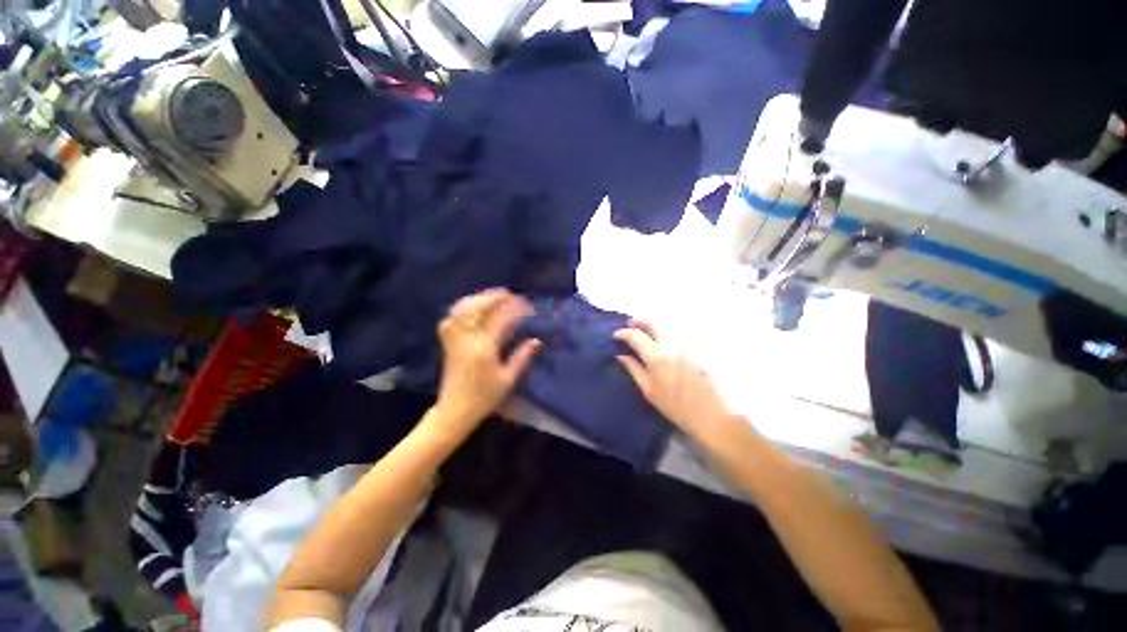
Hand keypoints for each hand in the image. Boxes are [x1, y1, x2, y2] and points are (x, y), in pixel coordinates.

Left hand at [432, 288, 541, 435]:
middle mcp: (467, 340)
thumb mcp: (508, 379)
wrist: (455, 411)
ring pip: (462, 309)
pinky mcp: (448, 342)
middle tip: (510, 294)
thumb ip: (522, 357)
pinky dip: (463, 307)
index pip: (500, 319)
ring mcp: (454, 339)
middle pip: (477, 308)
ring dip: (478, 299)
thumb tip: (536, 340)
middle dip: (494, 297)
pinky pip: (452, 318)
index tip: (528, 306)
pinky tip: (473, 307)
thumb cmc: (485, 398)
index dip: (515, 308)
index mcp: (484, 349)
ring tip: (493, 297)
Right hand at [613, 320, 734, 440]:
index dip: (623, 333)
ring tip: (642, 332)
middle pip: (653, 322)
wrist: (711, 416)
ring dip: (651, 326)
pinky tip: (658, 341)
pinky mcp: (695, 349)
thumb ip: (634, 369)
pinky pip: (675, 334)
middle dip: (638, 321)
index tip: (615, 336)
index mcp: (658, 357)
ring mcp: (686, 345)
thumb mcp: (650, 391)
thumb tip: (620, 355)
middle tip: (629, 325)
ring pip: (665, 326)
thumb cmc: (676, 408)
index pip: (636, 335)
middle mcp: (672, 345)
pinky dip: (663, 333)